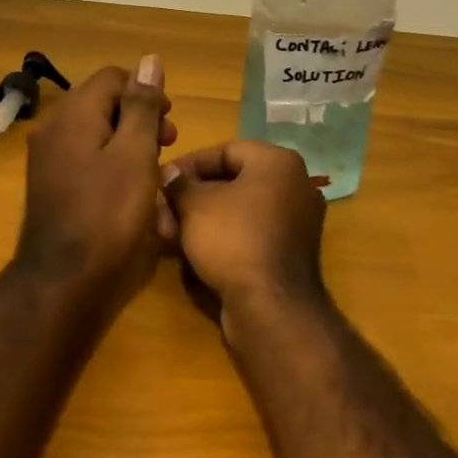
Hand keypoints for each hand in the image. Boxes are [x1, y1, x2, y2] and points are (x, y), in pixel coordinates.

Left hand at [15, 56, 178, 301]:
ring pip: (95, 132)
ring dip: (127, 141)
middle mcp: (54, 128)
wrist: (64, 281)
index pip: (113, 78)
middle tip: (167, 146)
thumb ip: (143, 105)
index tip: (169, 123)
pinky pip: (85, 157)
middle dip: (139, 117)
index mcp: (74, 114)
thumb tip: (150, 59)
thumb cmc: (109, 214)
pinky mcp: (50, 185)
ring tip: (153, 170)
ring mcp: (48, 158)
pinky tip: (128, 188)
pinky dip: (109, 162)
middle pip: (102, 103)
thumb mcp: (136, 154)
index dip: (146, 92)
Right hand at [162, 141, 328, 334]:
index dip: (188, 164)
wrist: (271, 307)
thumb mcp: (195, 205)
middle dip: (191, 198)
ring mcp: (295, 222)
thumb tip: (169, 174)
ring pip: (238, 211)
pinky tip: (192, 252)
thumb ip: (179, 183)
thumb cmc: (233, 239)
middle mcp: (294, 186)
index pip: (225, 151)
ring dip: (201, 220)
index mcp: (278, 162)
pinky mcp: (289, 253)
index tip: (161, 180)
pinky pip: (250, 233)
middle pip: (231, 182)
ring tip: (169, 236)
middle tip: (162, 213)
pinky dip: (222, 237)